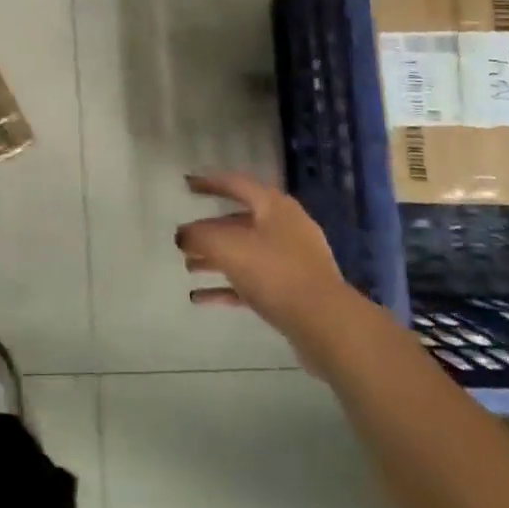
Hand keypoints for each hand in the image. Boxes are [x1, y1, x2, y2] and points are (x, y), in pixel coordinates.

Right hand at [176, 172, 349, 346]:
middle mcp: (285, 227)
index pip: (236, 184)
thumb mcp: (228, 247)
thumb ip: (199, 236)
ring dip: (216, 259)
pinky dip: (227, 286)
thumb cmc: (275, 272)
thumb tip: (183, 235)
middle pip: (240, 221)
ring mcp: (292, 261)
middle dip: (210, 230)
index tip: (187, 185)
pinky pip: (253, 282)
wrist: (326, 324)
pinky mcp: (293, 292)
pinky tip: (201, 298)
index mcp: (274, 206)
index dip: (209, 182)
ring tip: (188, 266)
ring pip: (246, 253)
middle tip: (184, 237)